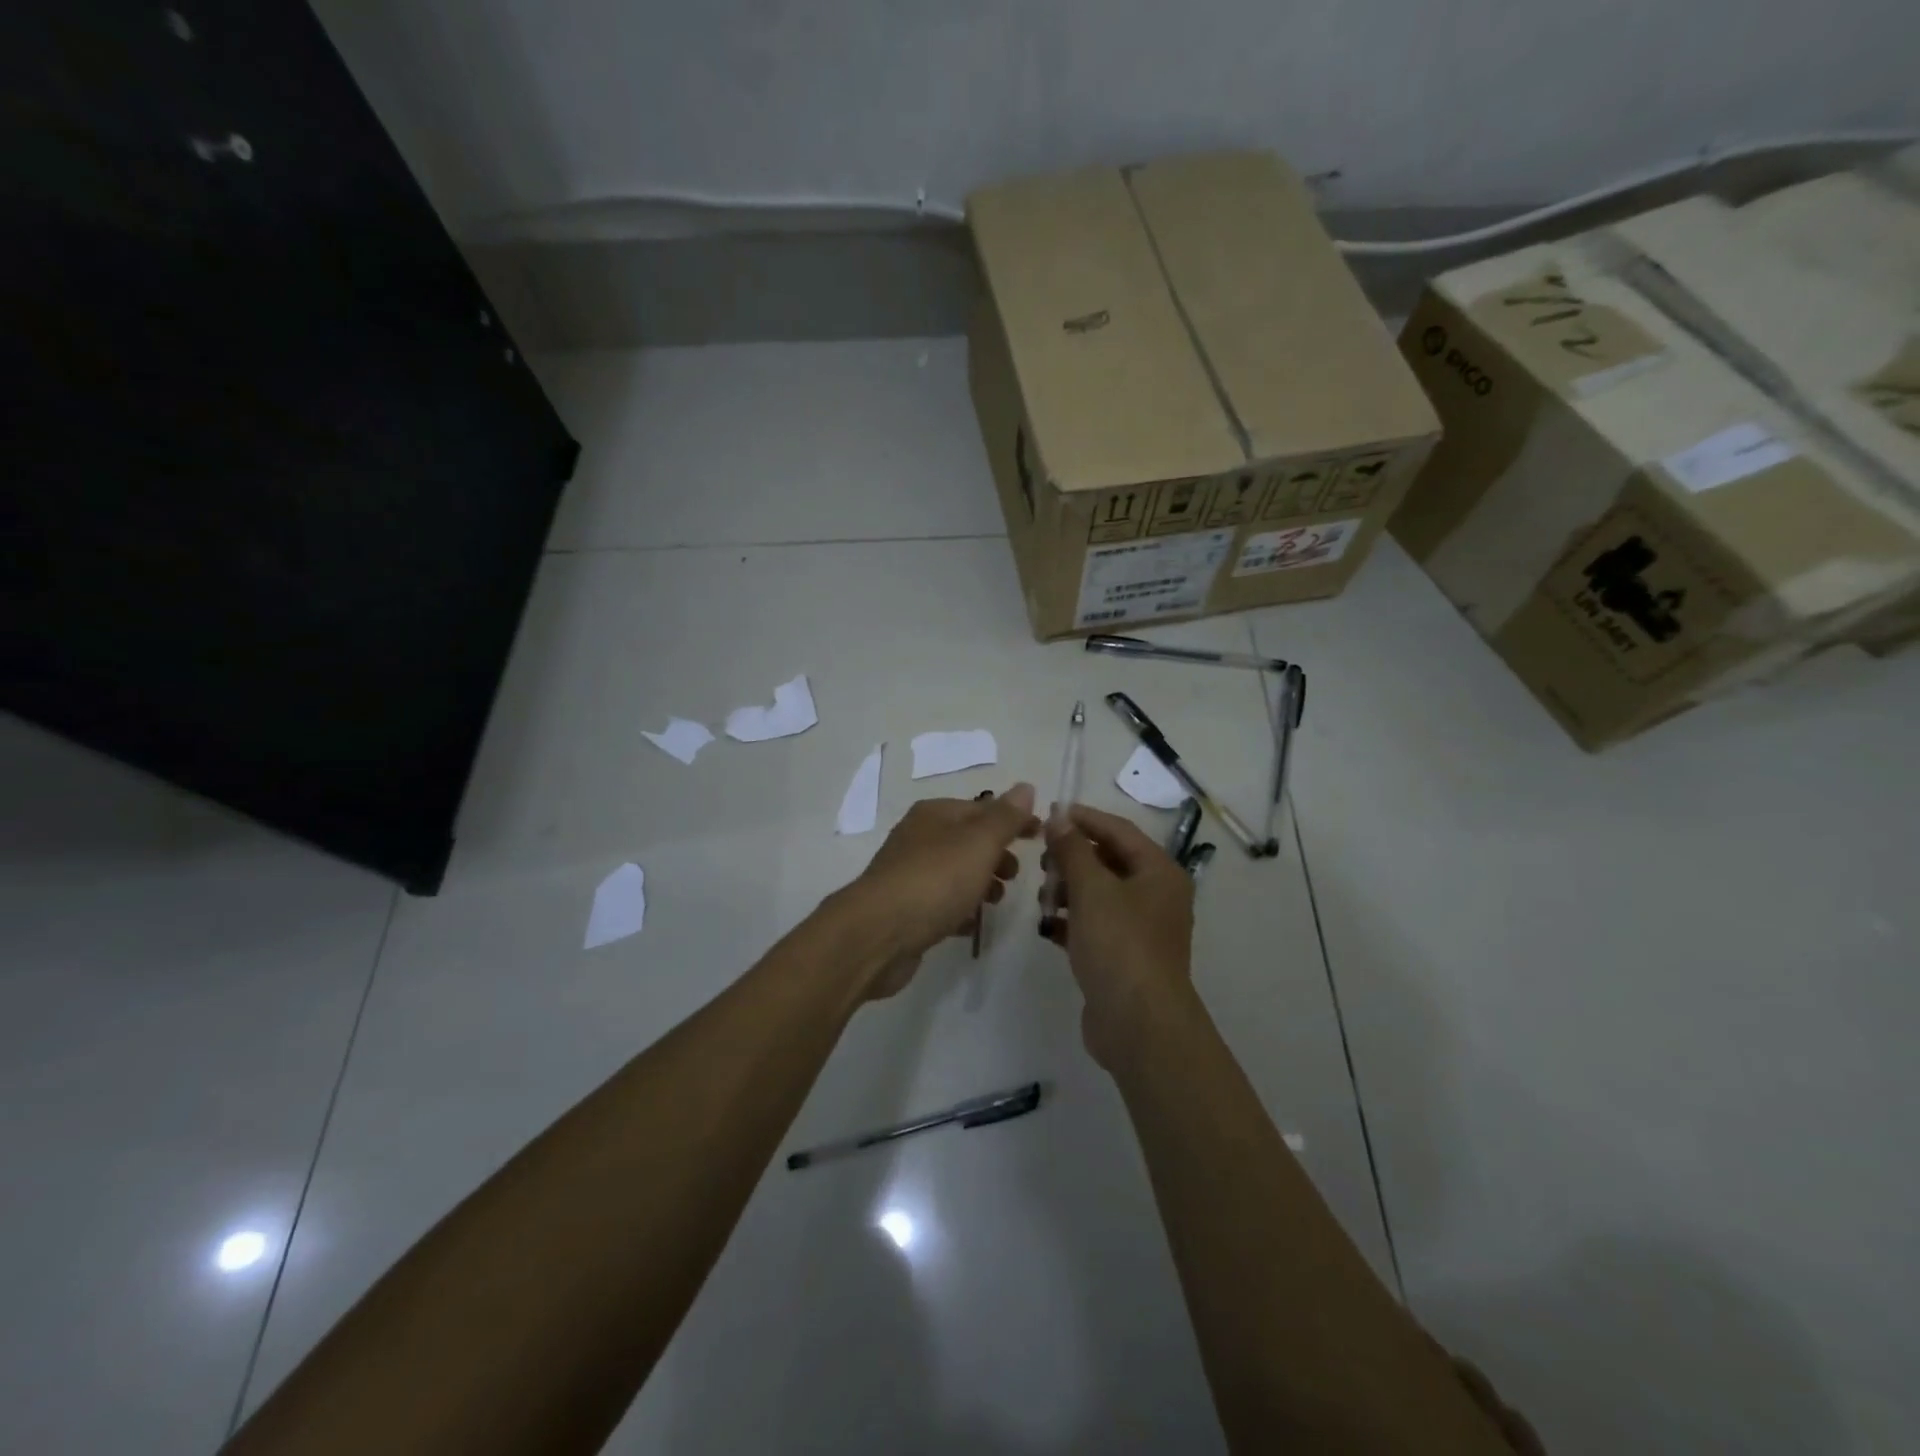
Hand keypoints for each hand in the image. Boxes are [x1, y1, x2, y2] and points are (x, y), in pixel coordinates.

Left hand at [839, 784, 1039, 998]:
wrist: (877, 934)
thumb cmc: (934, 880)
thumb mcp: (978, 843)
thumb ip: (1005, 818)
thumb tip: (1025, 787)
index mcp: (934, 814)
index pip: (982, 808)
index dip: (1013, 820)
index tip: (1041, 836)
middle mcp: (918, 838)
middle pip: (967, 841)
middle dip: (996, 854)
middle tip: (1017, 875)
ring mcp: (909, 875)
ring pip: (954, 873)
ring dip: (980, 883)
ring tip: (997, 901)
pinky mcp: (905, 910)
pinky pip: (940, 904)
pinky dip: (959, 910)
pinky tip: (971, 925)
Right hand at [1041, 803, 1195, 1066]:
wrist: (1138, 1024)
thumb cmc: (1119, 944)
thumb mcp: (1091, 889)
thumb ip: (1072, 849)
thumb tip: (1059, 815)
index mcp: (1159, 872)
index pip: (1119, 830)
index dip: (1084, 819)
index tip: (1050, 813)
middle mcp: (1156, 895)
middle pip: (1109, 861)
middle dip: (1072, 858)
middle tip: (1041, 860)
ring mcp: (1142, 928)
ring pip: (1099, 894)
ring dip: (1069, 890)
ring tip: (1043, 898)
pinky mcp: (1125, 956)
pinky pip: (1095, 925)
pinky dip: (1072, 921)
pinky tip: (1048, 926)